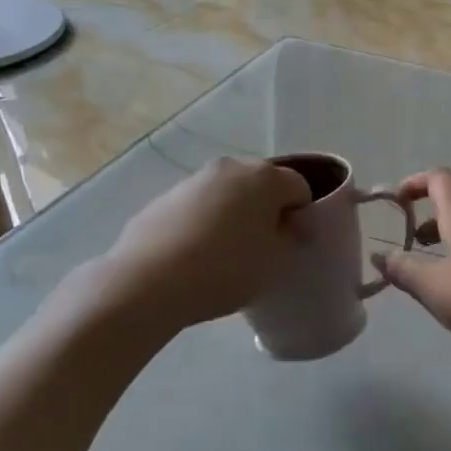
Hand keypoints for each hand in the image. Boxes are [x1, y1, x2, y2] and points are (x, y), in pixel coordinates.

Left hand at [92, 158, 310, 330]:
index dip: (302, 215)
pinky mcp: (163, 199)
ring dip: (234, 217)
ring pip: (227, 195)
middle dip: (267, 211)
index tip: (294, 243)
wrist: (148, 282)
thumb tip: (289, 224)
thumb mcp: (277, 261)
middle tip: (263, 248)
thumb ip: (292, 237)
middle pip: (262, 185)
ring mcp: (193, 181)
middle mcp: (229, 167)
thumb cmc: (227, 269)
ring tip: (226, 256)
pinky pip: (198, 208)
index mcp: (265, 177)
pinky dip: (204, 224)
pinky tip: (195, 258)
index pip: (300, 188)